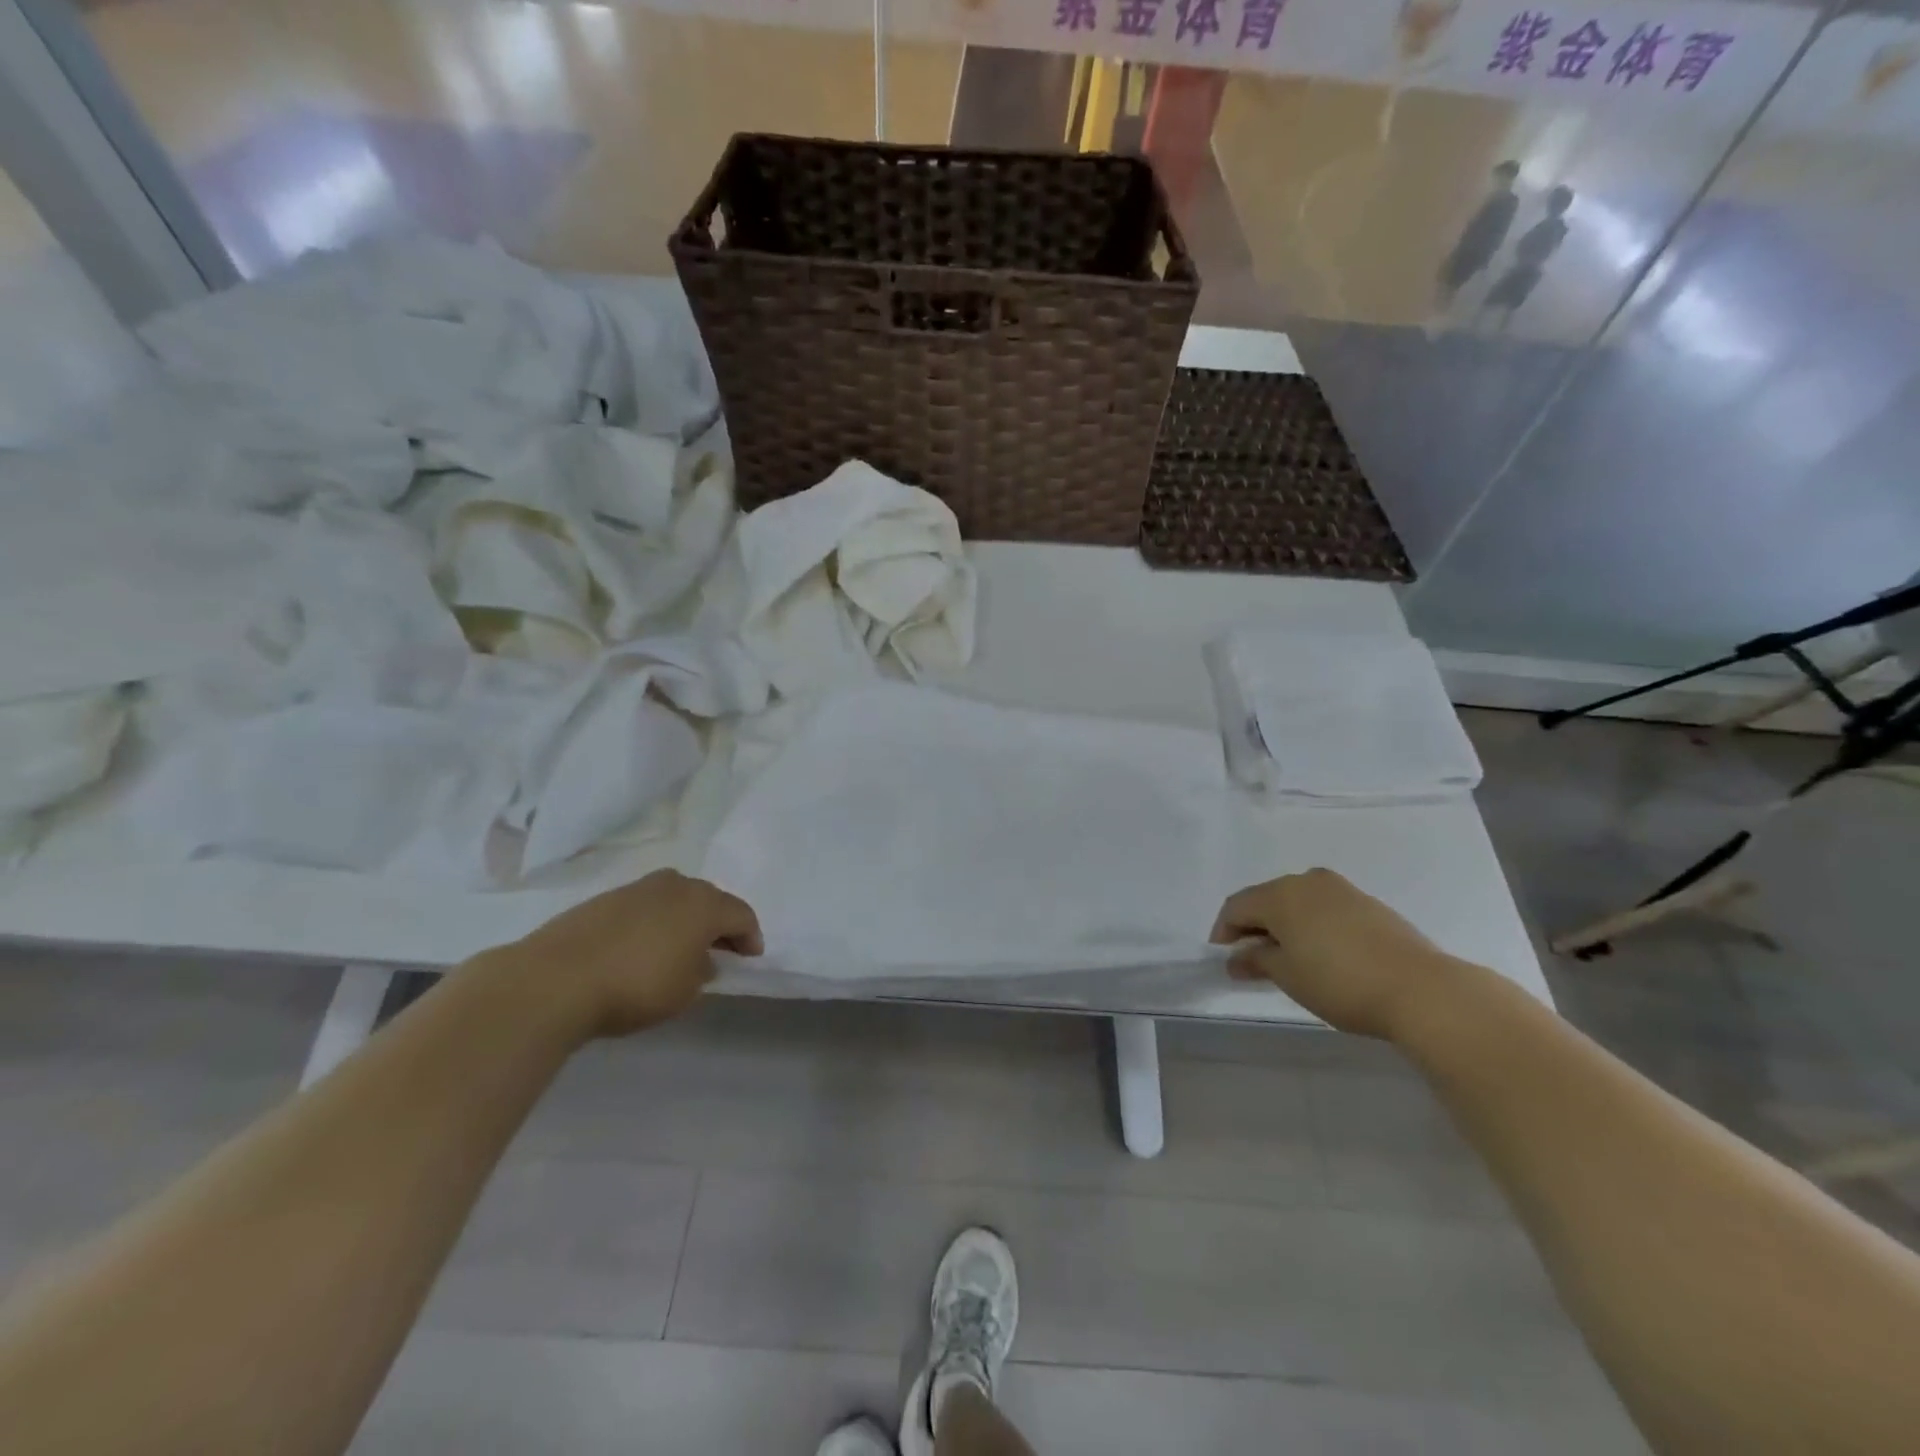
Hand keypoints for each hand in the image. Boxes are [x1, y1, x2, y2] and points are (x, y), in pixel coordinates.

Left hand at [500, 870, 763, 1039]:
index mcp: (704, 904)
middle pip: (710, 899)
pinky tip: (642, 946)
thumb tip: (701, 959)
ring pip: (675, 898)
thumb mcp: (684, 992)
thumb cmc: (635, 987)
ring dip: (684, 919)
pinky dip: (653, 921)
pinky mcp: (605, 898)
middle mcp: (676, 886)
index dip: (750, 937)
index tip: (750, 959)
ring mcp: (638, 888)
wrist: (555, 980)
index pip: (742, 915)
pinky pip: (644, 905)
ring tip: (679, 947)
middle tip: (719, 950)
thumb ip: (702, 972)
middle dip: (718, 923)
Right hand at [1209, 869, 1460, 1040]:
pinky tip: (1321, 953)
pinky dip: (1312, 925)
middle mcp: (1307, 881)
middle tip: (1252, 960)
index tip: (1224, 960)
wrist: (1422, 989)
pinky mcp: (1369, 904)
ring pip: (1297, 902)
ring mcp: (1341, 889)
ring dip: (1284, 925)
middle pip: (1266, 899)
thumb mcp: (1287, 976)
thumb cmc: (1339, 982)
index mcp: (1280, 894)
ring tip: (1287, 958)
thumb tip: (1237, 958)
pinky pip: (1324, 908)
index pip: (1236, 907)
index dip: (1224, 932)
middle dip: (1254, 927)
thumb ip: (1256, 961)